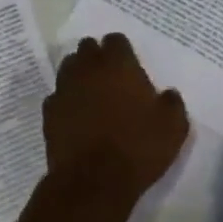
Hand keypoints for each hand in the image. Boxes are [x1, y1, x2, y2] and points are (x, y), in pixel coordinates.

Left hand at [44, 34, 189, 201]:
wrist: (93, 182)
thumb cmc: (138, 147)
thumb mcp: (173, 126)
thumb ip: (172, 103)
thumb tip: (167, 94)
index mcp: (118, 65)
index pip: (116, 40)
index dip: (122, 50)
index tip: (130, 64)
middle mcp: (88, 69)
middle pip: (87, 49)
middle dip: (97, 56)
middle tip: (111, 76)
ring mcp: (64, 90)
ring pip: (68, 69)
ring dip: (79, 74)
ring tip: (92, 93)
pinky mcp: (49, 114)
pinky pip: (57, 97)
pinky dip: (67, 101)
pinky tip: (76, 116)